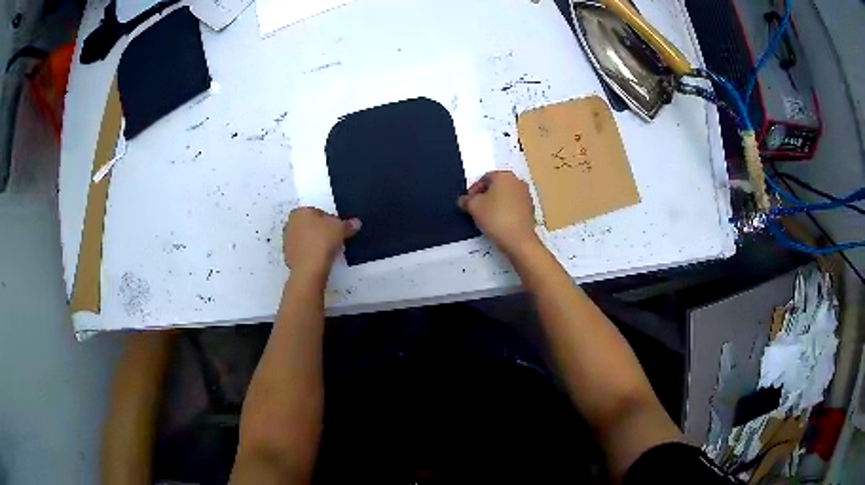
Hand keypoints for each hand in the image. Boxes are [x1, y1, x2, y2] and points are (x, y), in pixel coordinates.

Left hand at [283, 207, 360, 275]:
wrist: (309, 267)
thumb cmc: (323, 240)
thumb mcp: (341, 229)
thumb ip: (348, 224)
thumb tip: (356, 223)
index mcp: (300, 212)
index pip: (318, 212)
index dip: (330, 221)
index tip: (337, 230)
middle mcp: (290, 223)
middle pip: (309, 225)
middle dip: (319, 231)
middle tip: (333, 239)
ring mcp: (287, 241)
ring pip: (304, 238)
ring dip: (313, 242)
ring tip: (327, 251)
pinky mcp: (287, 256)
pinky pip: (302, 251)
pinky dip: (309, 254)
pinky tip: (319, 259)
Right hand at [458, 171, 538, 255]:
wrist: (518, 240)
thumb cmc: (495, 218)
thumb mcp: (473, 207)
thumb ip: (466, 200)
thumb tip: (464, 200)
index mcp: (504, 175)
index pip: (484, 178)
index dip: (473, 190)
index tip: (468, 202)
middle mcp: (517, 181)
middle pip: (496, 186)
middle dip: (485, 196)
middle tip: (475, 209)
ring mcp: (526, 195)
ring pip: (505, 196)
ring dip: (495, 203)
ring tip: (486, 217)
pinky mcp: (530, 209)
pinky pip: (513, 206)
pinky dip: (505, 211)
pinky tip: (498, 222)